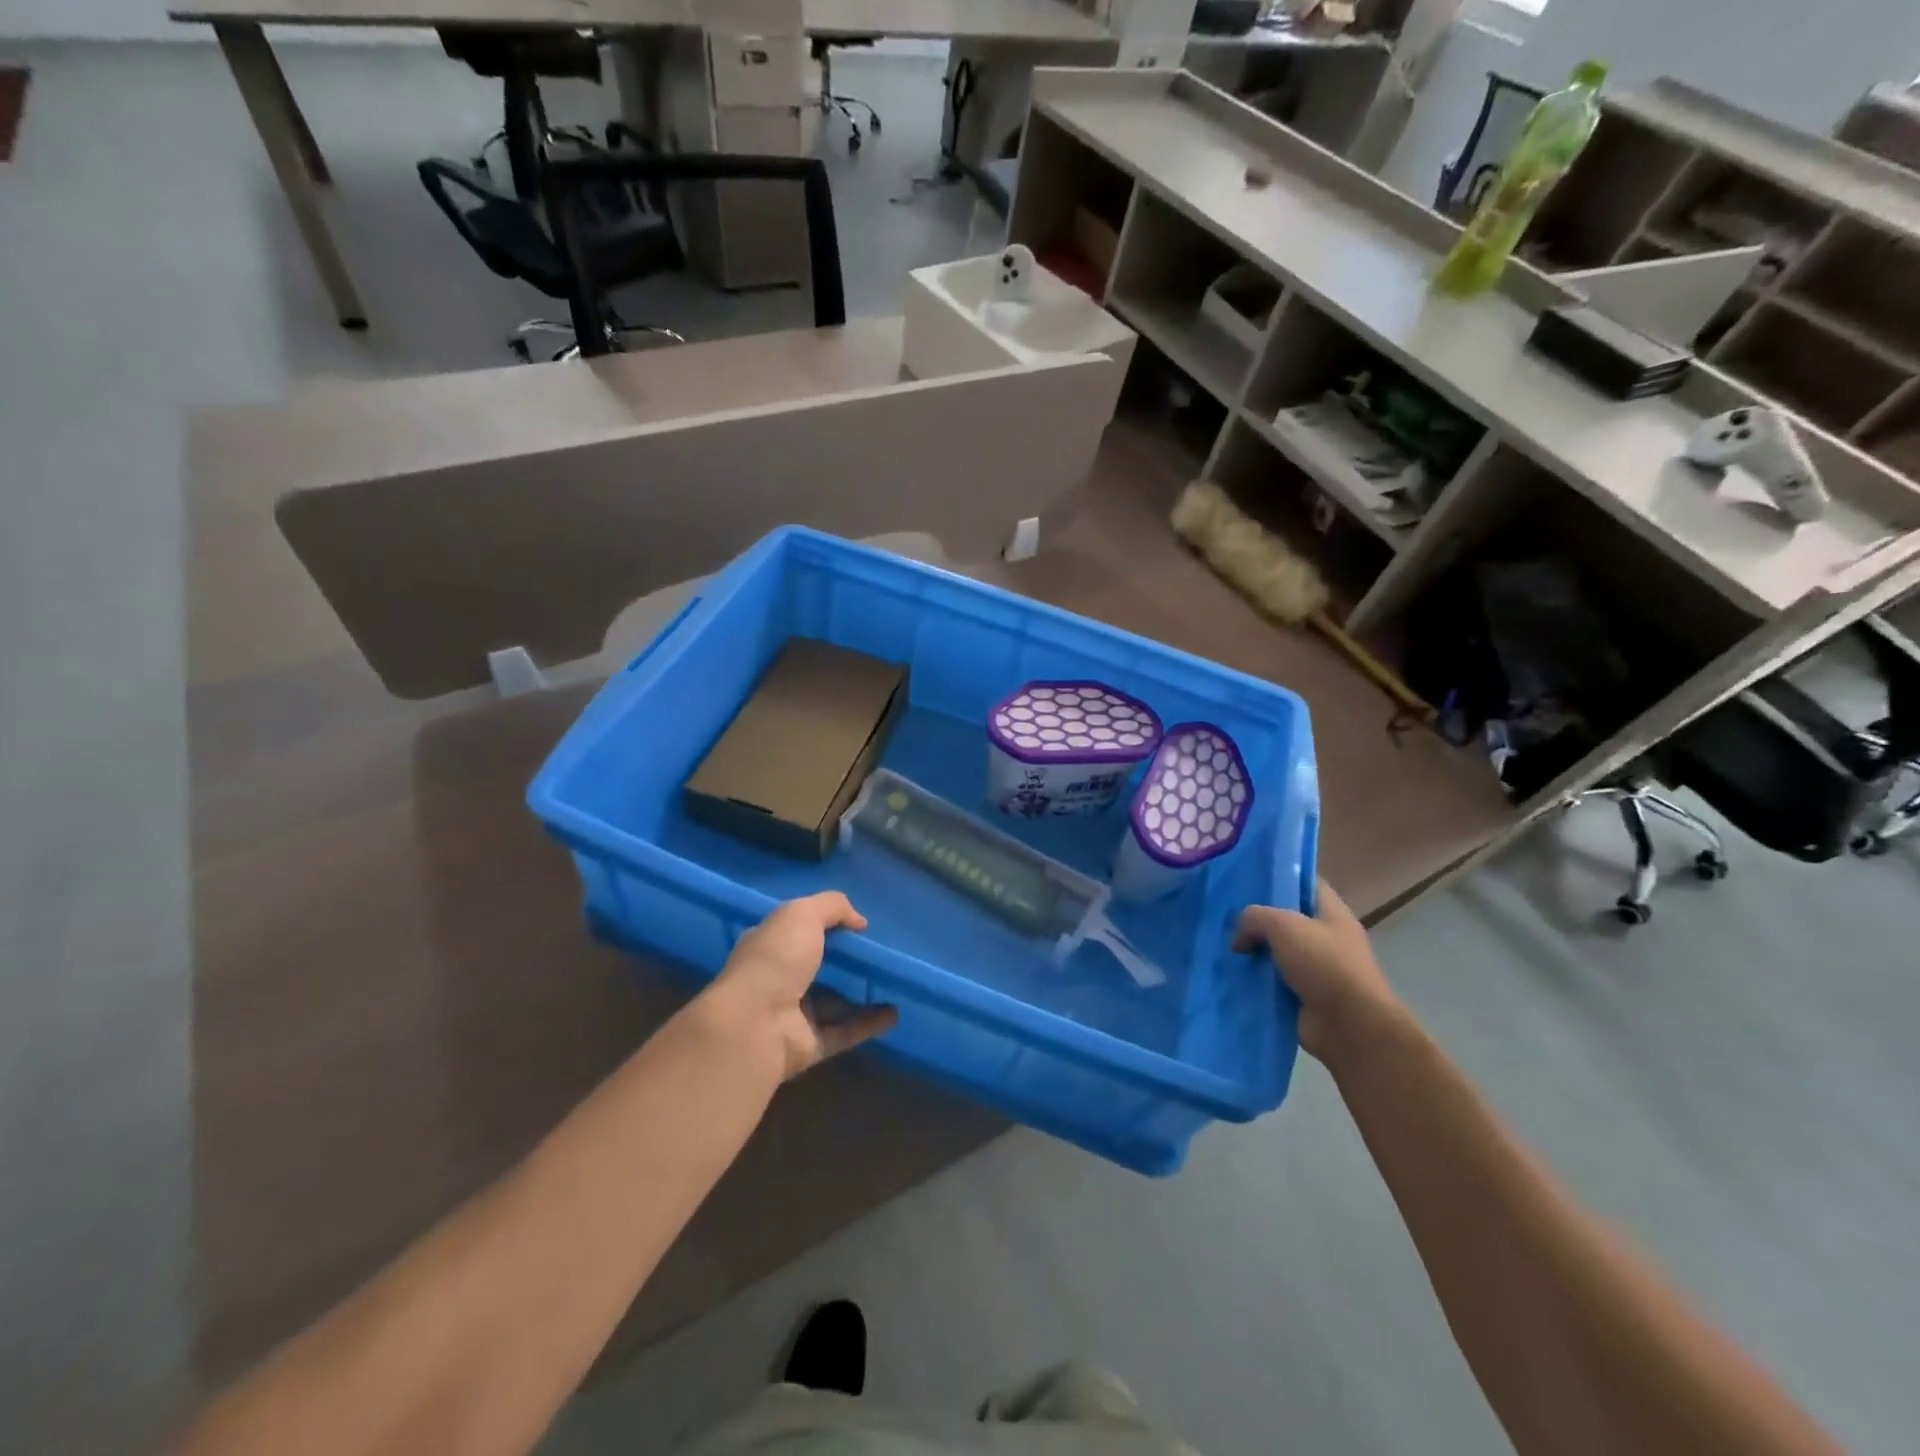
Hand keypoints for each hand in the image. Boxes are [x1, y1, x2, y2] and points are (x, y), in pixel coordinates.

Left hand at [703, 892, 898, 1081]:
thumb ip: (833, 907)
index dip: (824, 926)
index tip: (856, 926)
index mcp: (769, 946)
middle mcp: (779, 980)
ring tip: (894, 983)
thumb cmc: (775, 958)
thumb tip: (859, 920)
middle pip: (818, 968)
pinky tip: (894, 1013)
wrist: (755, 1024)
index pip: (796, 932)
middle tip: (880, 954)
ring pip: (834, 1002)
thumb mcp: (803, 914)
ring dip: (861, 994)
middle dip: (846, 962)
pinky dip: (869, 1023)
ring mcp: (794, 1015)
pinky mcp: (810, 1044)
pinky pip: (845, 1031)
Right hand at [1234, 880, 1405, 1064]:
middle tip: (1224, 914)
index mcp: (1332, 913)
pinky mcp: (1303, 995)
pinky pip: (1272, 980)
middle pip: (1285, 918)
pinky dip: (1254, 979)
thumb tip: (1239, 938)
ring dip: (1252, 951)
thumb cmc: (1324, 964)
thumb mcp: (1284, 926)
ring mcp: (1315, 968)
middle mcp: (1325, 938)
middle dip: (1256, 917)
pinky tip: (1229, 973)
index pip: (1306, 883)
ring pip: (1275, 951)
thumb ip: (1254, 918)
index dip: (1280, 876)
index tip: (1247, 876)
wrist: (1349, 1027)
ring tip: (1220, 944)